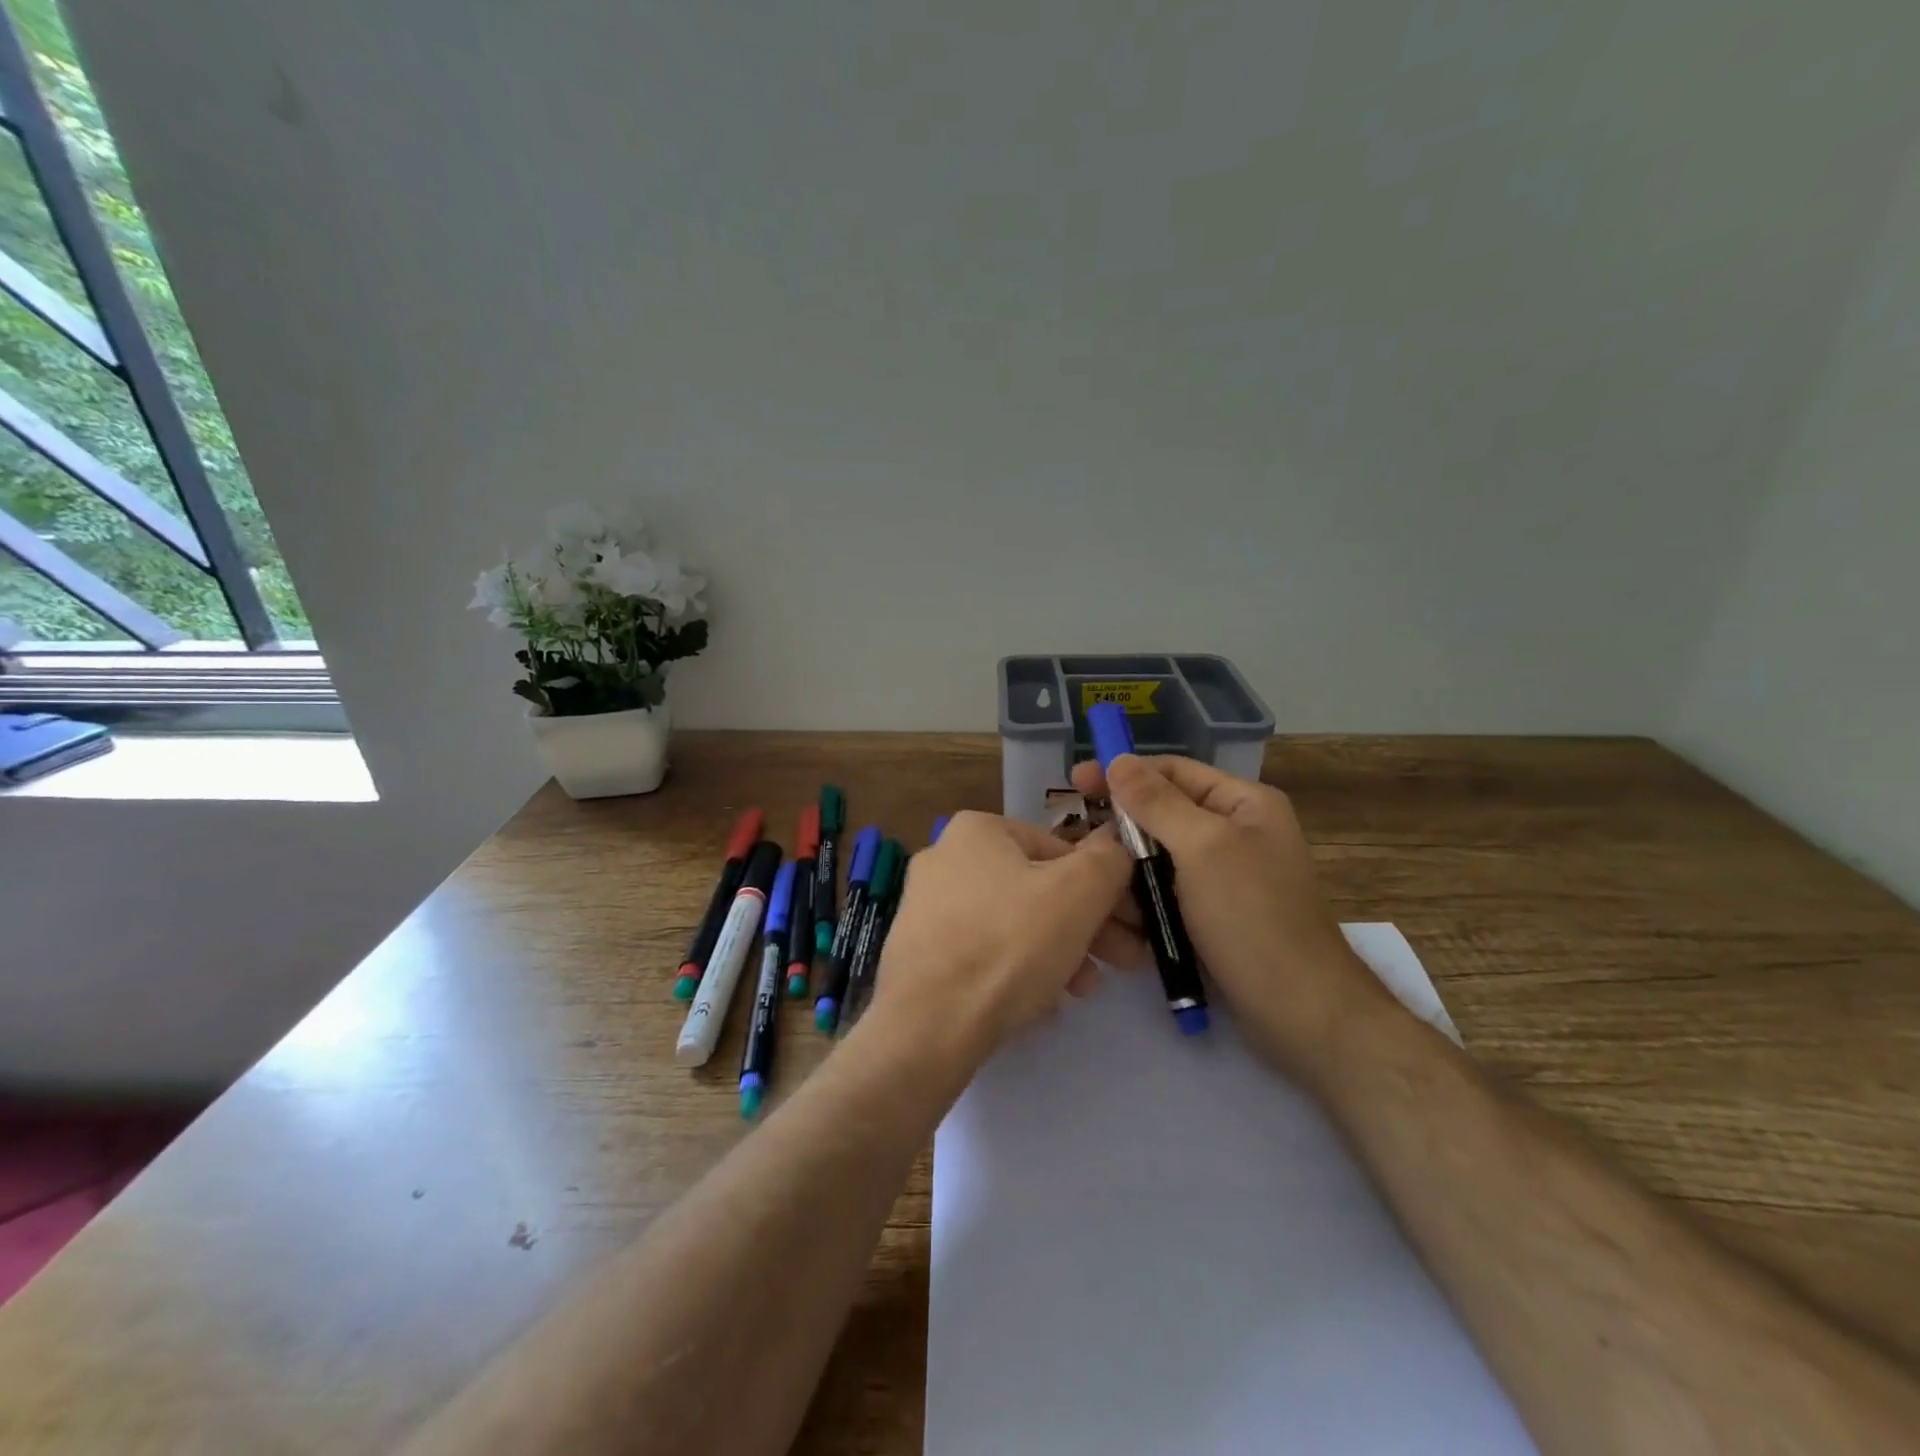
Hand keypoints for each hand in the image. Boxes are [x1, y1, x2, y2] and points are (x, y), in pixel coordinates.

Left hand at [865, 811, 1141, 1073]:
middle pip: (1037, 889)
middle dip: (1086, 926)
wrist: (929, 1025)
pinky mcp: (921, 953)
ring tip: (1083, 990)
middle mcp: (945, 858)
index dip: (1105, 888)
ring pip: (1014, 924)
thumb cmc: (1009, 945)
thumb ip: (1108, 861)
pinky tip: (1042, 1003)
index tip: (1132, 926)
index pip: (1061, 850)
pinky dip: (1018, 971)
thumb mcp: (1078, 892)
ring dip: (1059, 952)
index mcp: (977, 830)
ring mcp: (927, 907)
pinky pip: (984, 953)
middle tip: (1123, 962)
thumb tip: (1115, 848)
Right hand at [1071, 754, 1398, 1086]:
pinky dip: (1139, 901)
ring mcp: (1221, 878)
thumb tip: (1118, 760)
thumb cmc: (1252, 917)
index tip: (1074, 782)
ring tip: (1089, 887)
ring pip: (1155, 859)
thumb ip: (1157, 802)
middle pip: (1160, 815)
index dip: (1123, 773)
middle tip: (1074, 844)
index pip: (1172, 771)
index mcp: (1243, 804)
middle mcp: (1233, 833)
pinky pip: (1163, 894)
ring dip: (1124, 872)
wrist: (1299, 1012)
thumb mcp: (1203, 848)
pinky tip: (1113, 917)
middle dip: (1118, 830)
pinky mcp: (1209, 916)